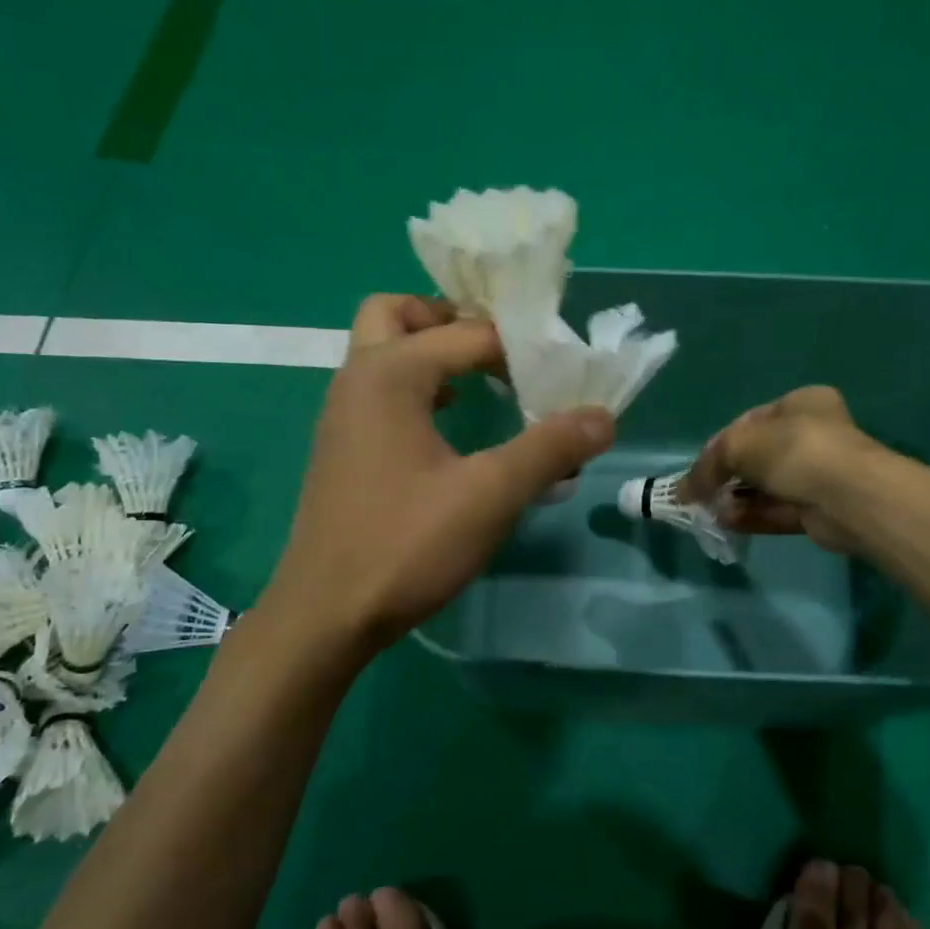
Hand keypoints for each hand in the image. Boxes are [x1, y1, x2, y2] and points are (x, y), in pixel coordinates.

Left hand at [266, 294, 615, 650]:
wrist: (326, 613)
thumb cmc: (406, 545)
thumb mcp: (489, 496)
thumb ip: (548, 449)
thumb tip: (604, 416)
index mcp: (388, 373)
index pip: (468, 334)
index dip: (520, 348)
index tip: (560, 373)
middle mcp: (356, 380)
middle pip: (396, 315)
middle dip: (447, 320)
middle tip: (495, 350)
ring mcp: (341, 417)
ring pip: (381, 355)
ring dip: (429, 355)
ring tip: (482, 385)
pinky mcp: (340, 451)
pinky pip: (378, 394)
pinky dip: (414, 391)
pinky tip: (449, 431)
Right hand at [679, 386, 881, 554]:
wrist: (848, 497)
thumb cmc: (794, 452)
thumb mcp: (739, 446)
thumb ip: (707, 465)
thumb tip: (683, 490)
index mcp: (800, 403)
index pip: (748, 422)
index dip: (718, 445)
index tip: (698, 468)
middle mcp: (811, 435)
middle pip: (756, 456)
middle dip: (725, 476)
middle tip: (700, 493)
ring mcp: (817, 474)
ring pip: (765, 486)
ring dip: (735, 498)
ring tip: (708, 511)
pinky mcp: (817, 509)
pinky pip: (776, 510)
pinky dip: (750, 515)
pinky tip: (726, 522)